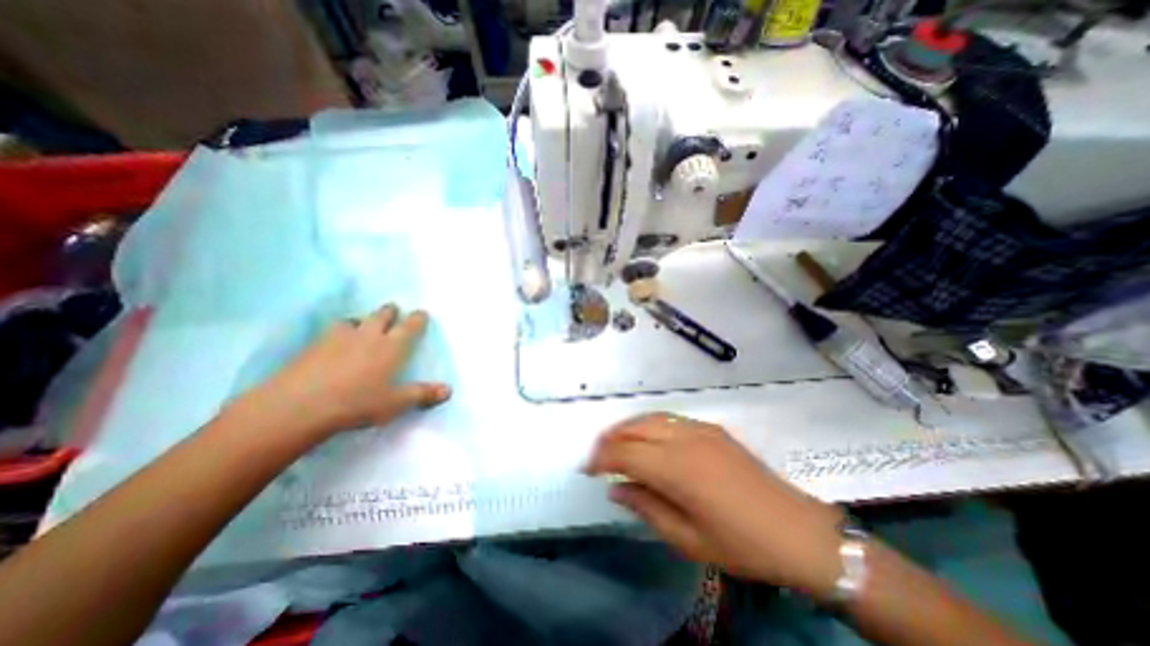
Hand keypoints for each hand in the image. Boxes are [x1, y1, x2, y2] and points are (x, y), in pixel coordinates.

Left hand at [244, 302, 448, 434]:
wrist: (298, 406)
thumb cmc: (357, 403)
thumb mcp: (396, 402)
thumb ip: (423, 394)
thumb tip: (449, 390)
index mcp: (391, 347)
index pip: (409, 326)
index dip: (418, 318)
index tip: (422, 313)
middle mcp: (368, 335)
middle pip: (382, 315)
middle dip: (390, 312)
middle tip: (394, 311)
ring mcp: (338, 337)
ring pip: (355, 320)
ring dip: (362, 320)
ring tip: (362, 326)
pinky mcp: (314, 345)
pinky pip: (331, 331)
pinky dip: (339, 332)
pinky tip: (334, 343)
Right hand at [589, 414, 842, 601]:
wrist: (796, 531)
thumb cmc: (740, 544)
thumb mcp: (687, 539)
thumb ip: (646, 507)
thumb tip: (616, 489)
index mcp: (677, 469)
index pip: (625, 453)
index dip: (601, 458)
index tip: (588, 469)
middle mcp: (684, 440)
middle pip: (635, 428)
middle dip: (610, 439)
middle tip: (598, 455)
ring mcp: (700, 430)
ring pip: (651, 418)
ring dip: (628, 427)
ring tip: (616, 443)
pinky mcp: (712, 428)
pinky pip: (670, 419)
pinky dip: (650, 425)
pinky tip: (648, 439)